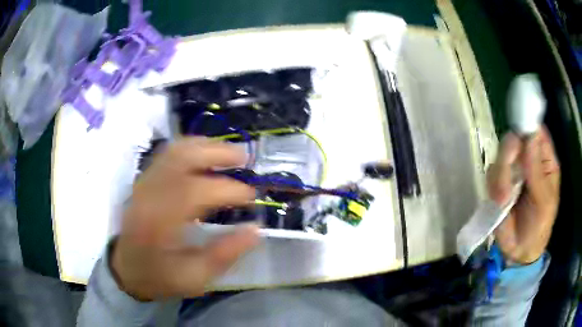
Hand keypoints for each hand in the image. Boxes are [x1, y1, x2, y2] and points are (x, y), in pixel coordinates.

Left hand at [111, 138, 258, 300]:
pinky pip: (167, 153)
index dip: (231, 190)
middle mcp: (150, 193)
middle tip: (244, 159)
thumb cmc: (159, 276)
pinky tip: (204, 154)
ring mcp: (145, 182)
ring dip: (205, 146)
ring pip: (175, 149)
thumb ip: (224, 254)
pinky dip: (190, 148)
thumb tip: (255, 229)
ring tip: (228, 152)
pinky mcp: (144, 180)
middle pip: (184, 157)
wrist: (126, 269)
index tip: (252, 198)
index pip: (199, 191)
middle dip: (219, 153)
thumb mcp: (194, 277)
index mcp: (161, 220)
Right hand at [487, 127, 559, 263]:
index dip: (528, 124)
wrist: (518, 252)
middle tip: (508, 165)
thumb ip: (537, 172)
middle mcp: (528, 160)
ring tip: (503, 199)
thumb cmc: (539, 226)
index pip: (536, 132)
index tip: (519, 128)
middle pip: (515, 139)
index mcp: (544, 161)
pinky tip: (499, 202)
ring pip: (501, 156)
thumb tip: (530, 136)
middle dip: (510, 152)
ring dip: (501, 176)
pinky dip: (493, 187)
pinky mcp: (498, 183)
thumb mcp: (543, 202)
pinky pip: (491, 173)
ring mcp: (512, 171)